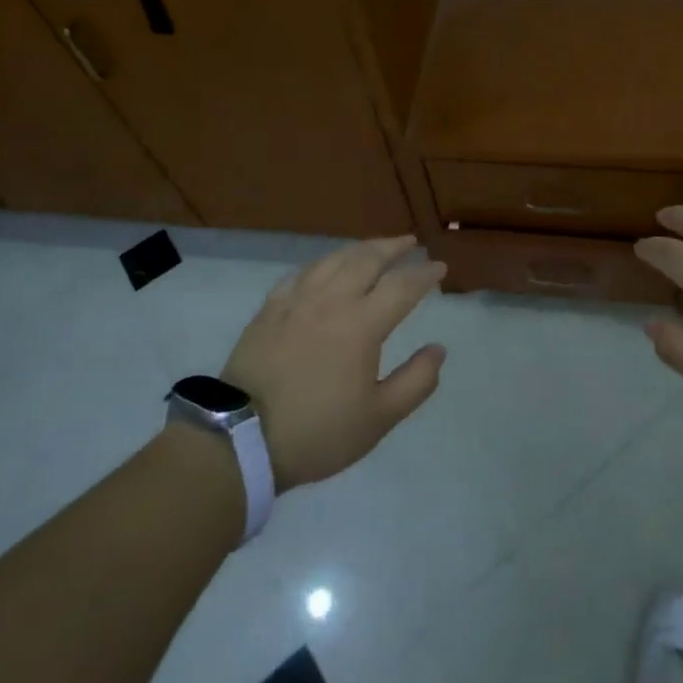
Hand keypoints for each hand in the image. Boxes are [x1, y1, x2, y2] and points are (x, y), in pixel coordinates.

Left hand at [221, 237, 447, 489]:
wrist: (241, 440)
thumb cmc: (317, 432)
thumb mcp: (378, 419)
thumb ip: (416, 382)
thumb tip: (439, 349)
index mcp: (362, 324)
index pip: (402, 286)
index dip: (425, 274)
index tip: (440, 268)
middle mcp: (332, 300)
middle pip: (368, 259)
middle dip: (393, 247)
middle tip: (411, 243)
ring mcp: (297, 300)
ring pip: (334, 259)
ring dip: (360, 248)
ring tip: (375, 247)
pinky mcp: (270, 309)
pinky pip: (301, 273)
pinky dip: (322, 263)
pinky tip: (325, 266)